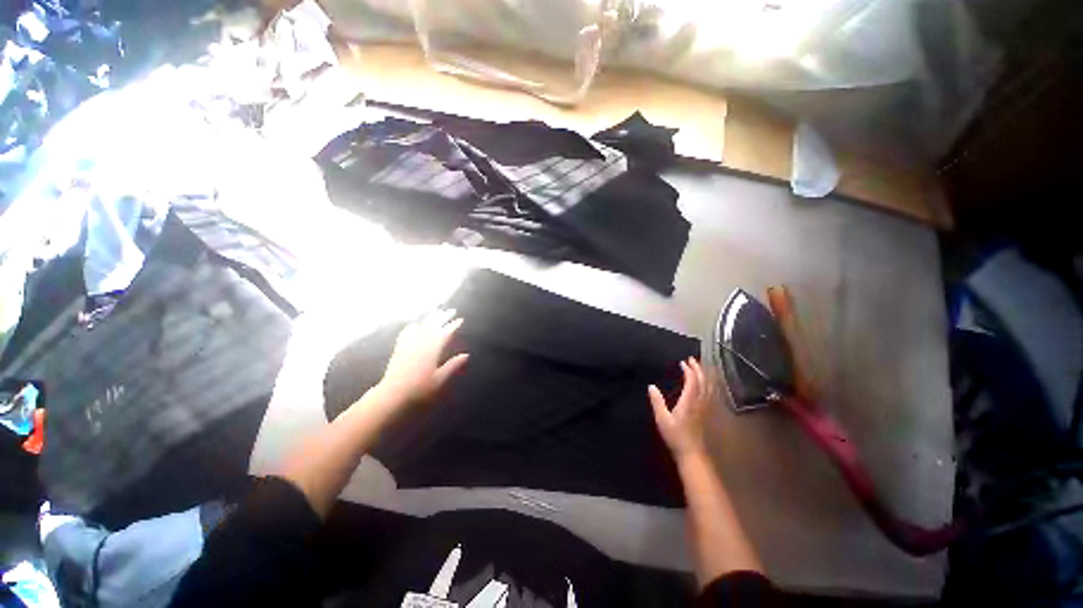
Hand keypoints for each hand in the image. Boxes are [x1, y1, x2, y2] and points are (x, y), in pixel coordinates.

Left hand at [378, 309, 469, 406]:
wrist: (393, 395)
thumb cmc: (420, 390)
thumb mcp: (440, 380)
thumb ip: (453, 366)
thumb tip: (466, 355)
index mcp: (432, 349)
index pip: (445, 333)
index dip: (453, 326)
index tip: (460, 319)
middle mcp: (420, 343)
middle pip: (433, 326)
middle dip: (442, 317)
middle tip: (451, 310)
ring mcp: (408, 345)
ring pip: (421, 327)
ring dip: (430, 319)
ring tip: (436, 313)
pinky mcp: (399, 349)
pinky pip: (407, 333)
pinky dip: (413, 327)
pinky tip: (414, 325)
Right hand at [648, 358, 710, 459]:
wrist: (692, 453)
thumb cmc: (676, 436)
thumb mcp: (662, 419)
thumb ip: (657, 402)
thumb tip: (651, 386)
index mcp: (689, 402)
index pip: (692, 381)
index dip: (689, 370)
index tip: (683, 362)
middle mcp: (700, 402)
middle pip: (703, 381)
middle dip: (698, 369)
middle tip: (692, 359)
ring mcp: (705, 408)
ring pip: (709, 387)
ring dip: (705, 375)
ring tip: (700, 367)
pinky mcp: (707, 412)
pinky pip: (710, 393)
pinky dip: (708, 384)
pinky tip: (705, 383)